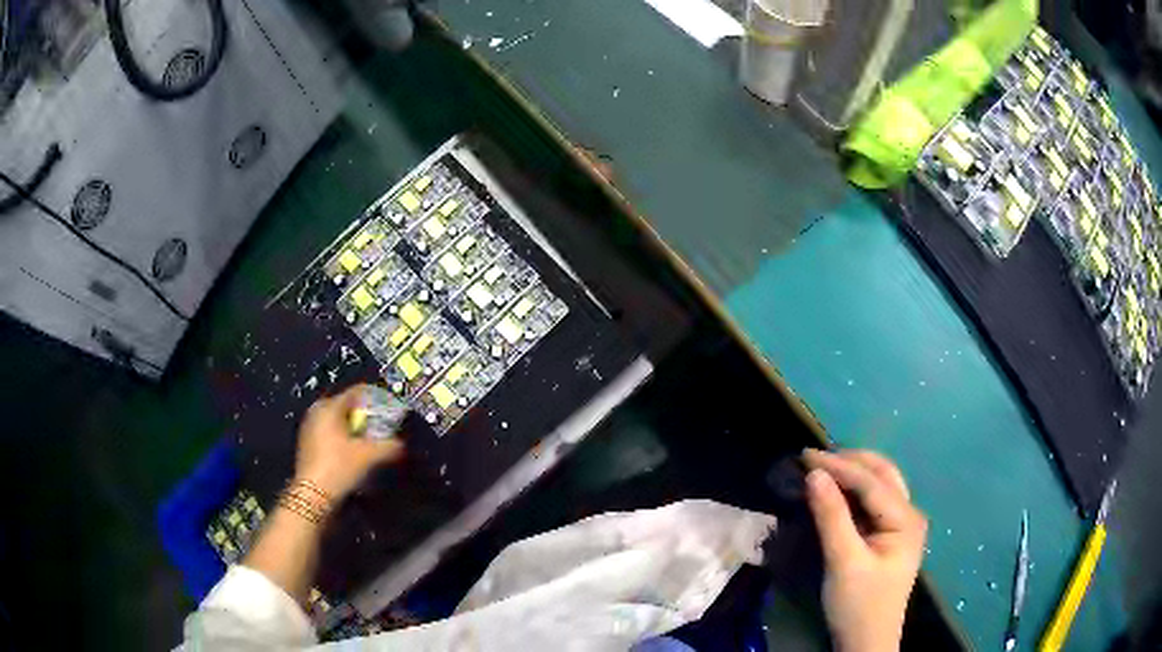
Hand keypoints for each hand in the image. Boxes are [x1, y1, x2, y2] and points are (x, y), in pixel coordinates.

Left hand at [295, 385, 405, 500]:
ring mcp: (309, 426)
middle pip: (346, 405)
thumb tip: (401, 444)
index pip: (356, 392)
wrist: (312, 495)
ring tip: (367, 440)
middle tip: (380, 427)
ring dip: (352, 427)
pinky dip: (341, 436)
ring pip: (336, 419)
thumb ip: (388, 446)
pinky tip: (350, 450)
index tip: (389, 409)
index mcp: (330, 406)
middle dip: (364, 415)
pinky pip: (328, 431)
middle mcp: (317, 410)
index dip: (374, 398)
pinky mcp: (306, 442)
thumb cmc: (339, 467)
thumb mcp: (369, 456)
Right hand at [803, 449, 927, 651]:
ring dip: (853, 473)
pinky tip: (836, 491)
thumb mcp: (843, 562)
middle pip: (882, 475)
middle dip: (850, 461)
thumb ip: (831, 517)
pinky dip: (853, 492)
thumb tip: (814, 474)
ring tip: (823, 468)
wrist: (866, 642)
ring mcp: (901, 525)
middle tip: (815, 458)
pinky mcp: (888, 536)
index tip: (806, 456)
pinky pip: (873, 503)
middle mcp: (909, 514)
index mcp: (906, 519)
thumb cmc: (858, 605)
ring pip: (879, 485)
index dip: (839, 466)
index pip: (872, 482)